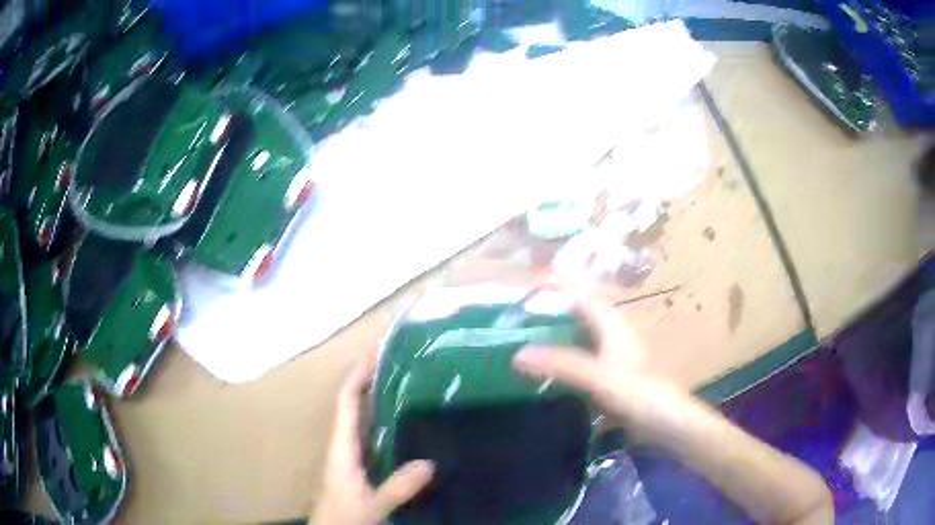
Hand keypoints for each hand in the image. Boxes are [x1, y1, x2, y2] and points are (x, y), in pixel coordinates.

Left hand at [310, 354, 433, 524]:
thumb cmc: (344, 516)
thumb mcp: (374, 504)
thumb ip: (398, 486)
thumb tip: (429, 462)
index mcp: (341, 447)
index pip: (346, 402)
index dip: (357, 376)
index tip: (375, 354)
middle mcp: (341, 445)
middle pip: (351, 404)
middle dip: (367, 380)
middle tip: (396, 364)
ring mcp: (346, 455)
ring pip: (357, 419)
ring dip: (373, 399)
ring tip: (400, 384)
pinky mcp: (354, 466)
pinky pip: (365, 435)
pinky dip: (378, 421)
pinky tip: (399, 424)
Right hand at [512, 294, 686, 436]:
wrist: (669, 425)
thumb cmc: (640, 394)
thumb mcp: (599, 377)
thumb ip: (561, 364)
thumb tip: (518, 354)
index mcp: (614, 326)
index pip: (582, 297)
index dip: (557, 291)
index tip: (525, 295)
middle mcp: (613, 338)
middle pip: (578, 319)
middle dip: (550, 318)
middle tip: (515, 326)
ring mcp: (613, 361)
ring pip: (579, 344)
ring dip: (555, 344)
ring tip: (522, 349)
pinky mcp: (612, 383)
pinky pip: (582, 368)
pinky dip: (564, 369)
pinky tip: (546, 380)